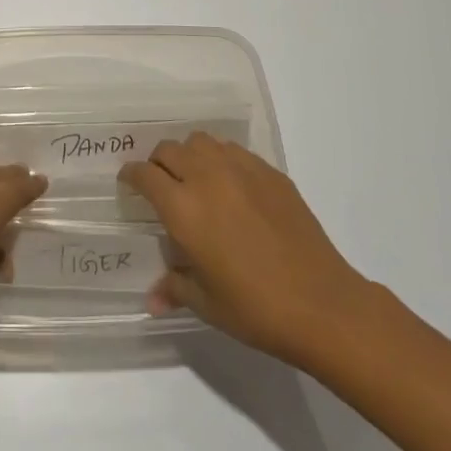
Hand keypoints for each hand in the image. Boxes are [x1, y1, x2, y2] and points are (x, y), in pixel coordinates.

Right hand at [119, 133, 377, 366]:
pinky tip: (231, 186)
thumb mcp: (207, 304)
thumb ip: (175, 288)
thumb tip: (152, 299)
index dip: (132, 175)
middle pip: (169, 150)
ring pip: (201, 142)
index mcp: (183, 209)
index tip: (129, 183)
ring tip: (194, 178)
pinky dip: (221, 159)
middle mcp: (207, 178)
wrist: (321, 302)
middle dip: (158, 163)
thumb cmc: (256, 308)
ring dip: (189, 155)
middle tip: (161, 184)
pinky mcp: (270, 172)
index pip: (145, 174)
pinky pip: (234, 151)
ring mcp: (241, 170)